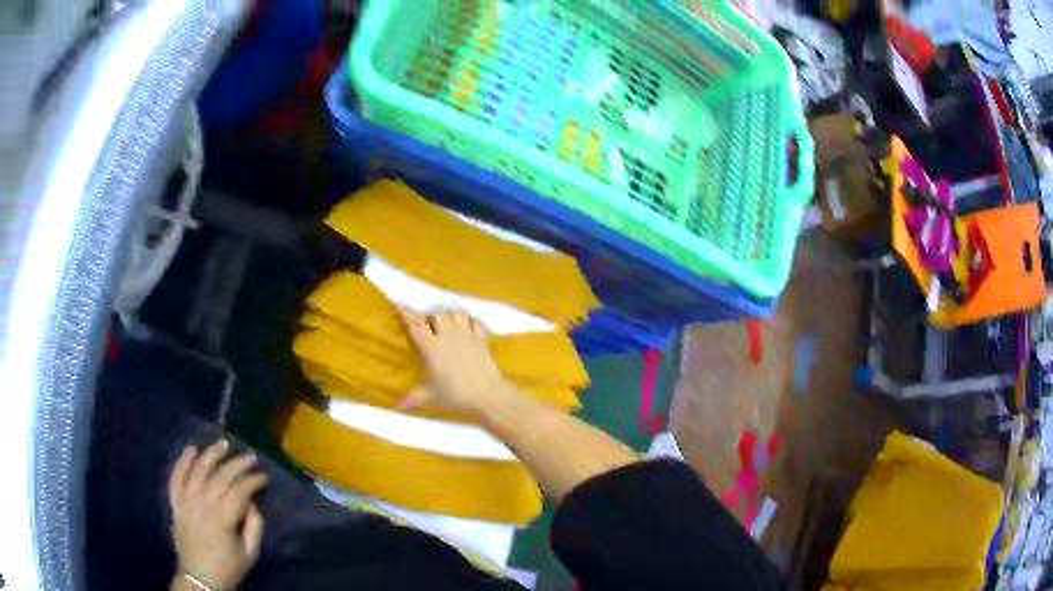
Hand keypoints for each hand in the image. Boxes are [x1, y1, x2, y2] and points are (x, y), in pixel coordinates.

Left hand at [169, 439, 266, 590]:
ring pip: (197, 471)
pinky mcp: (175, 503)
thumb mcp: (250, 554)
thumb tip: (252, 503)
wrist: (199, 578)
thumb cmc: (228, 568)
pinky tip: (191, 449)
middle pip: (220, 477)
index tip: (263, 476)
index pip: (239, 491)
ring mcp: (186, 502)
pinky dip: (182, 462)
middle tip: (251, 456)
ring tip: (223, 444)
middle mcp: (202, 505)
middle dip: (237, 464)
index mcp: (222, 519)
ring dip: (210, 455)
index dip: (252, 481)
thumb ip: (254, 527)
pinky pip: (176, 478)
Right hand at [399, 309, 515, 413]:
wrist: (488, 394)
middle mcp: (448, 335)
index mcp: (431, 347)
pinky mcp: (482, 338)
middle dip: (430, 315)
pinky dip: (470, 320)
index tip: (398, 305)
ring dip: (449, 314)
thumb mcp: (430, 397)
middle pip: (437, 313)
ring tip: (447, 322)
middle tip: (428, 324)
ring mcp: (467, 334)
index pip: (415, 324)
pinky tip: (468, 327)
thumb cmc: (456, 395)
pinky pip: (475, 320)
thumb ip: (413, 398)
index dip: (405, 313)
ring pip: (457, 312)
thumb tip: (398, 406)